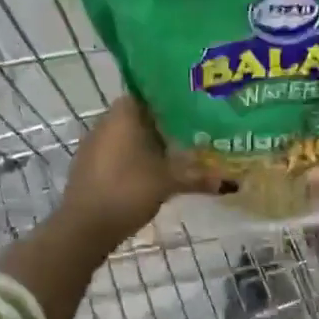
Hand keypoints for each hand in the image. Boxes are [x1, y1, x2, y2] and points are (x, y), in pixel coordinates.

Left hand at [58, 96, 212, 246]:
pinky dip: (134, 159)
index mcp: (124, 113)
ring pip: (128, 136)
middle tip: (194, 132)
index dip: (173, 99)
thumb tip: (233, 182)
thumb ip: (199, 177)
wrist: (85, 226)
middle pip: (141, 115)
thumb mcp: (169, 181)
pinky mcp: (88, 165)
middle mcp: (105, 121)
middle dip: (165, 125)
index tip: (195, 108)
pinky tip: (153, 173)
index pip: (151, 93)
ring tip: (179, 154)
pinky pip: (117, 153)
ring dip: (149, 144)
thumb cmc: (128, 190)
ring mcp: (94, 143)